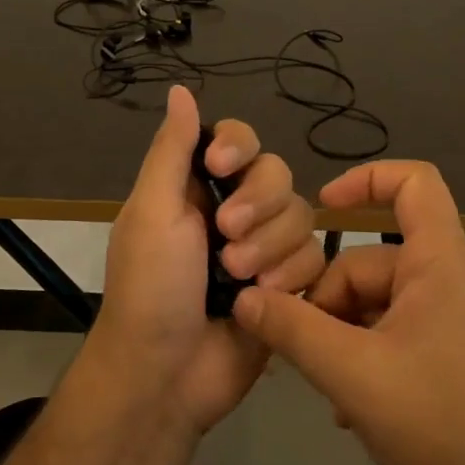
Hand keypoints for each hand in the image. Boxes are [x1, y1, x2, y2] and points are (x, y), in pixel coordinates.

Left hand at [86, 85, 324, 435]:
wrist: (166, 374)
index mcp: (196, 187)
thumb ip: (172, 150)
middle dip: (256, 205)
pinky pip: (314, 258)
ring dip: (270, 247)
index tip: (220, 166)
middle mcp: (233, 210)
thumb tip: (180, 90)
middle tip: (224, 238)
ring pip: (300, 216)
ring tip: (238, 279)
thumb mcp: (151, 211)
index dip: (237, 145)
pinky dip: (290, 276)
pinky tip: (264, 298)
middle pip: (277, 174)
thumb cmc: (150, 287)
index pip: (237, 139)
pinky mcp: (288, 285)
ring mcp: (263, 249)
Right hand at [231, 160, 464, 464]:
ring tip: (324, 386)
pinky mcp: (451, 357)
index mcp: (440, 263)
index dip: (365, 179)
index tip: (319, 207)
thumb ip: (292, 329)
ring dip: (341, 336)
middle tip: (297, 347)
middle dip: (328, 300)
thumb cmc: (439, 425)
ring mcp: (453, 321)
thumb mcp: (351, 374)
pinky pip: (394, 334)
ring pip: (376, 304)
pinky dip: (364, 356)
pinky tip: (347, 406)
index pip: (415, 182)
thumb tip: (244, 298)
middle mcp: (450, 281)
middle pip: (371, 260)